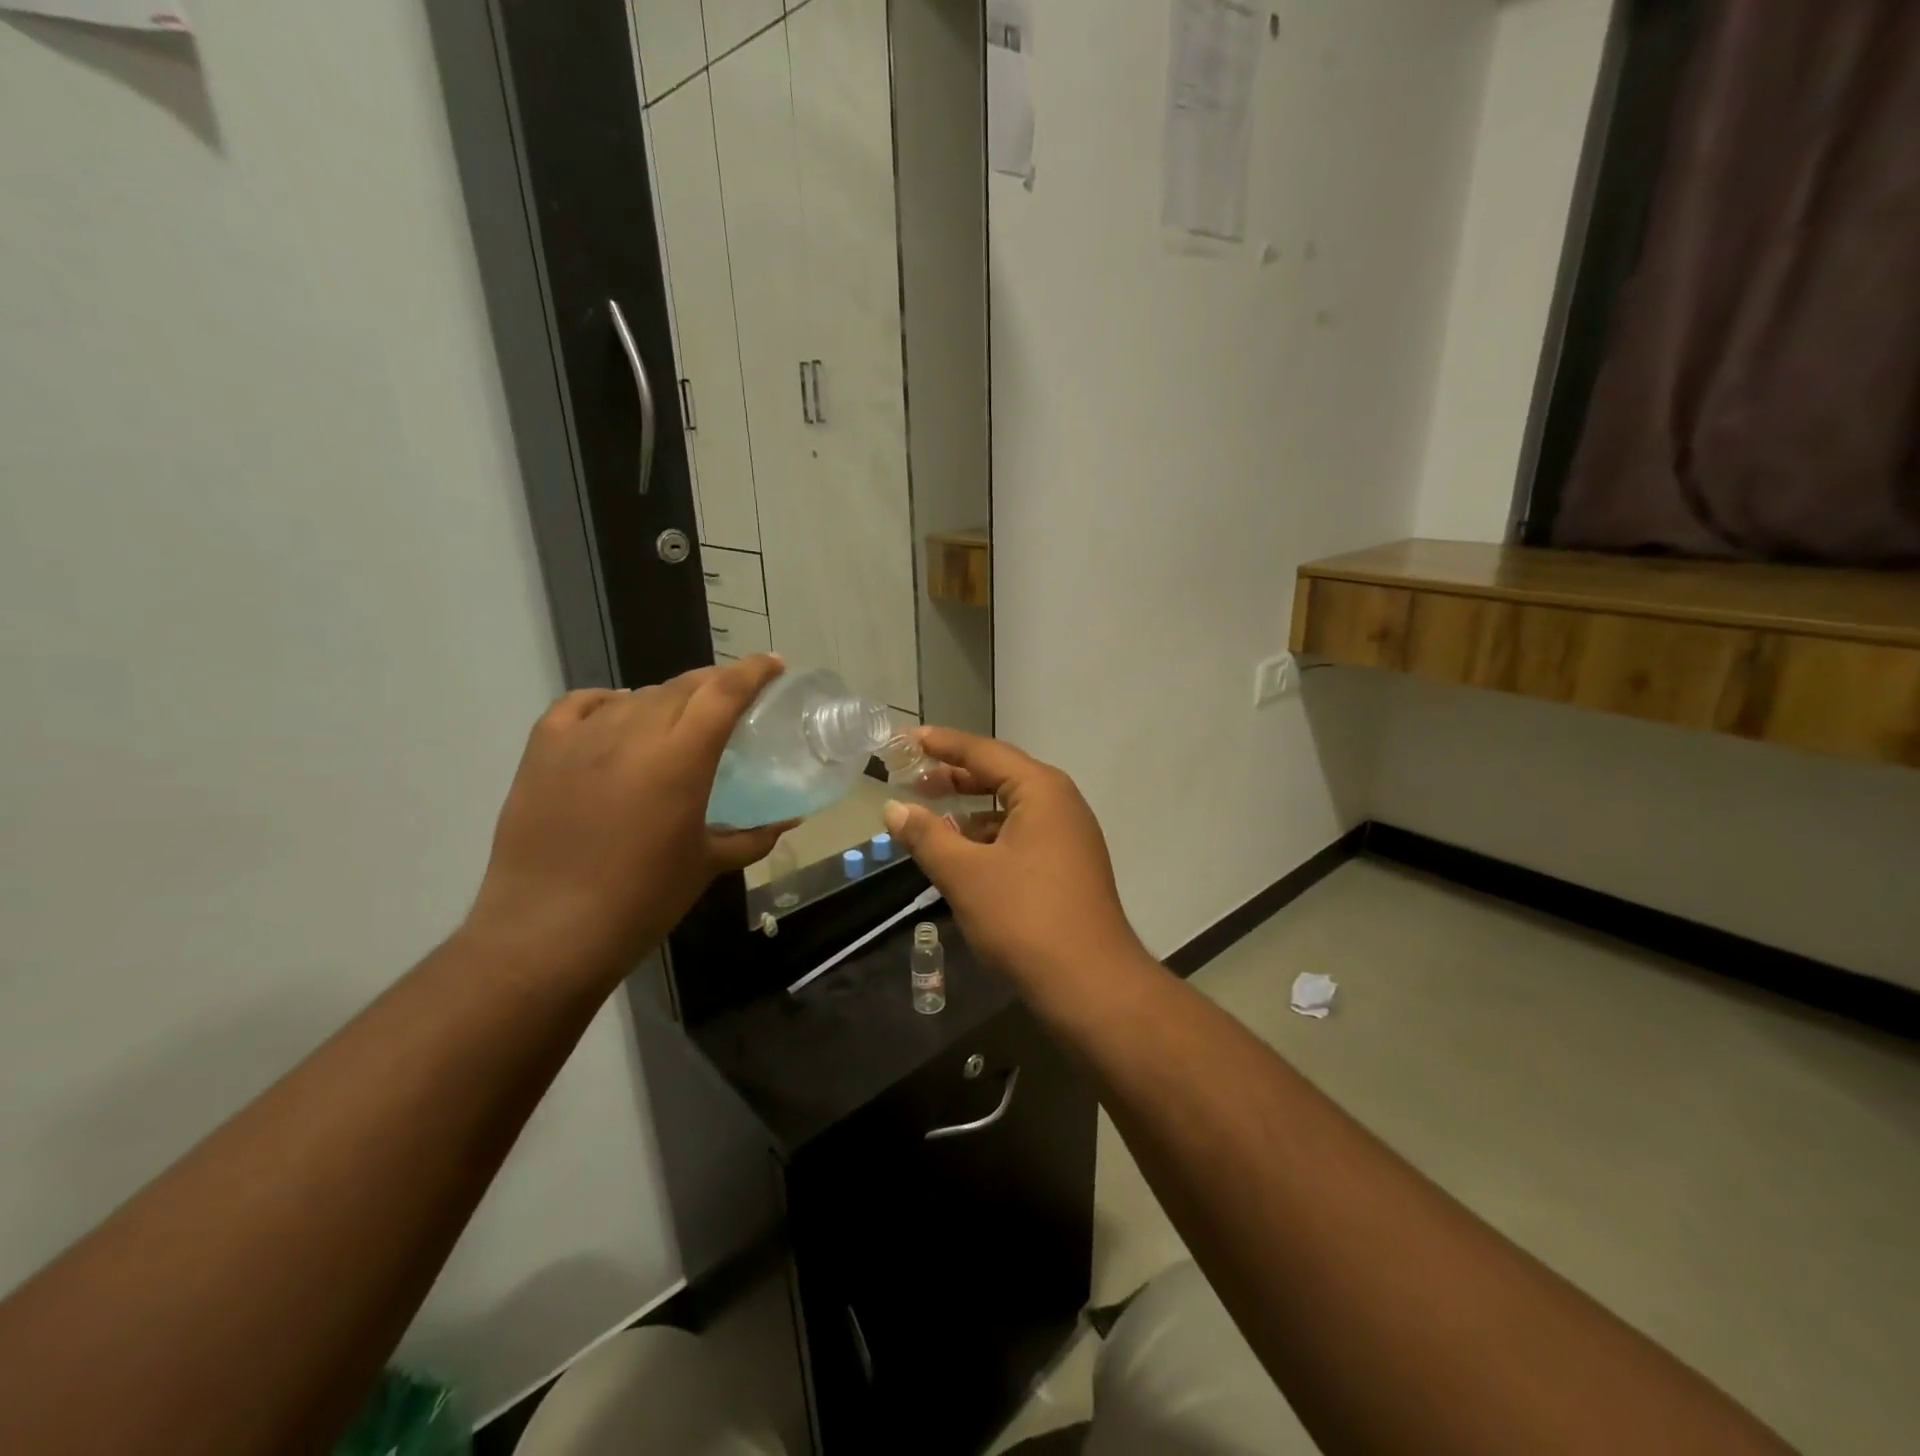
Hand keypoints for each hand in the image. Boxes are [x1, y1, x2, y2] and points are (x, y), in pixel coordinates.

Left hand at [463, 655, 792, 985]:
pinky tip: (618, 714)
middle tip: (734, 699)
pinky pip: (581, 705)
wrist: (548, 933)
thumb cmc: (642, 901)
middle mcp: (633, 733)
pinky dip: (608, 702)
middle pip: (683, 686)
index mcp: (680, 758)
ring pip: (637, 695)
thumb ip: (753, 836)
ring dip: (667, 699)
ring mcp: (582, 738)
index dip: (754, 671)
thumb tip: (788, 819)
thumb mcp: (707, 866)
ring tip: (679, 720)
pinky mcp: (542, 750)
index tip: (774, 665)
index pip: (724, 692)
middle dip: (715, 684)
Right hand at [881, 728, 1144, 986]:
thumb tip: (893, 808)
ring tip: (930, 820)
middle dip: (955, 776)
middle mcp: (1061, 803)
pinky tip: (963, 856)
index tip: (906, 739)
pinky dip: (989, 837)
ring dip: (970, 811)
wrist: (1090, 984)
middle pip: (1000, 775)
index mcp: (1041, 790)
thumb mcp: (965, 874)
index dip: (942, 744)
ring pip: (1011, 808)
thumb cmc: (1024, 918)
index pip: (984, 752)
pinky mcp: (1068, 866)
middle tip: (912, 779)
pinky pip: (1022, 835)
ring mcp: (1069, 836)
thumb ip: (926, 836)